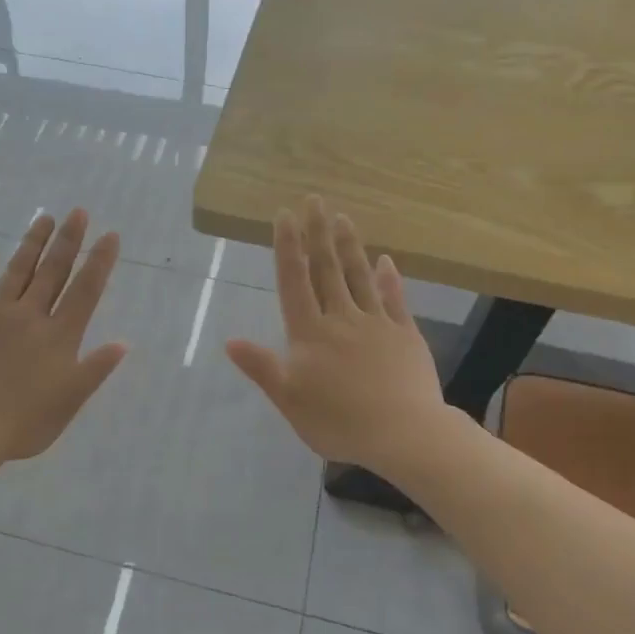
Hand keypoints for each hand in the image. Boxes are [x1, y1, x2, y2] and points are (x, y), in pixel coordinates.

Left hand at [0, 209, 127, 466]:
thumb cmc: (23, 422)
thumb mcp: (70, 401)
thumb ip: (95, 369)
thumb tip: (123, 342)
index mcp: (59, 336)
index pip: (85, 290)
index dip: (99, 262)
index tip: (110, 235)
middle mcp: (30, 316)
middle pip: (53, 271)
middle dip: (68, 241)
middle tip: (78, 212)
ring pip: (17, 271)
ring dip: (32, 243)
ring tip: (43, 217)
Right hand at [226, 197, 444, 473]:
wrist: (404, 434)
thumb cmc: (338, 421)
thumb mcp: (289, 400)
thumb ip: (262, 367)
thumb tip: (229, 340)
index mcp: (310, 333)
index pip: (295, 281)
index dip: (288, 247)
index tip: (285, 215)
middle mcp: (342, 319)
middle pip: (327, 269)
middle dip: (318, 233)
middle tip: (315, 199)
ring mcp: (377, 323)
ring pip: (359, 277)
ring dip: (349, 246)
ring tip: (342, 217)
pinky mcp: (405, 335)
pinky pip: (395, 299)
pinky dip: (389, 278)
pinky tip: (385, 260)